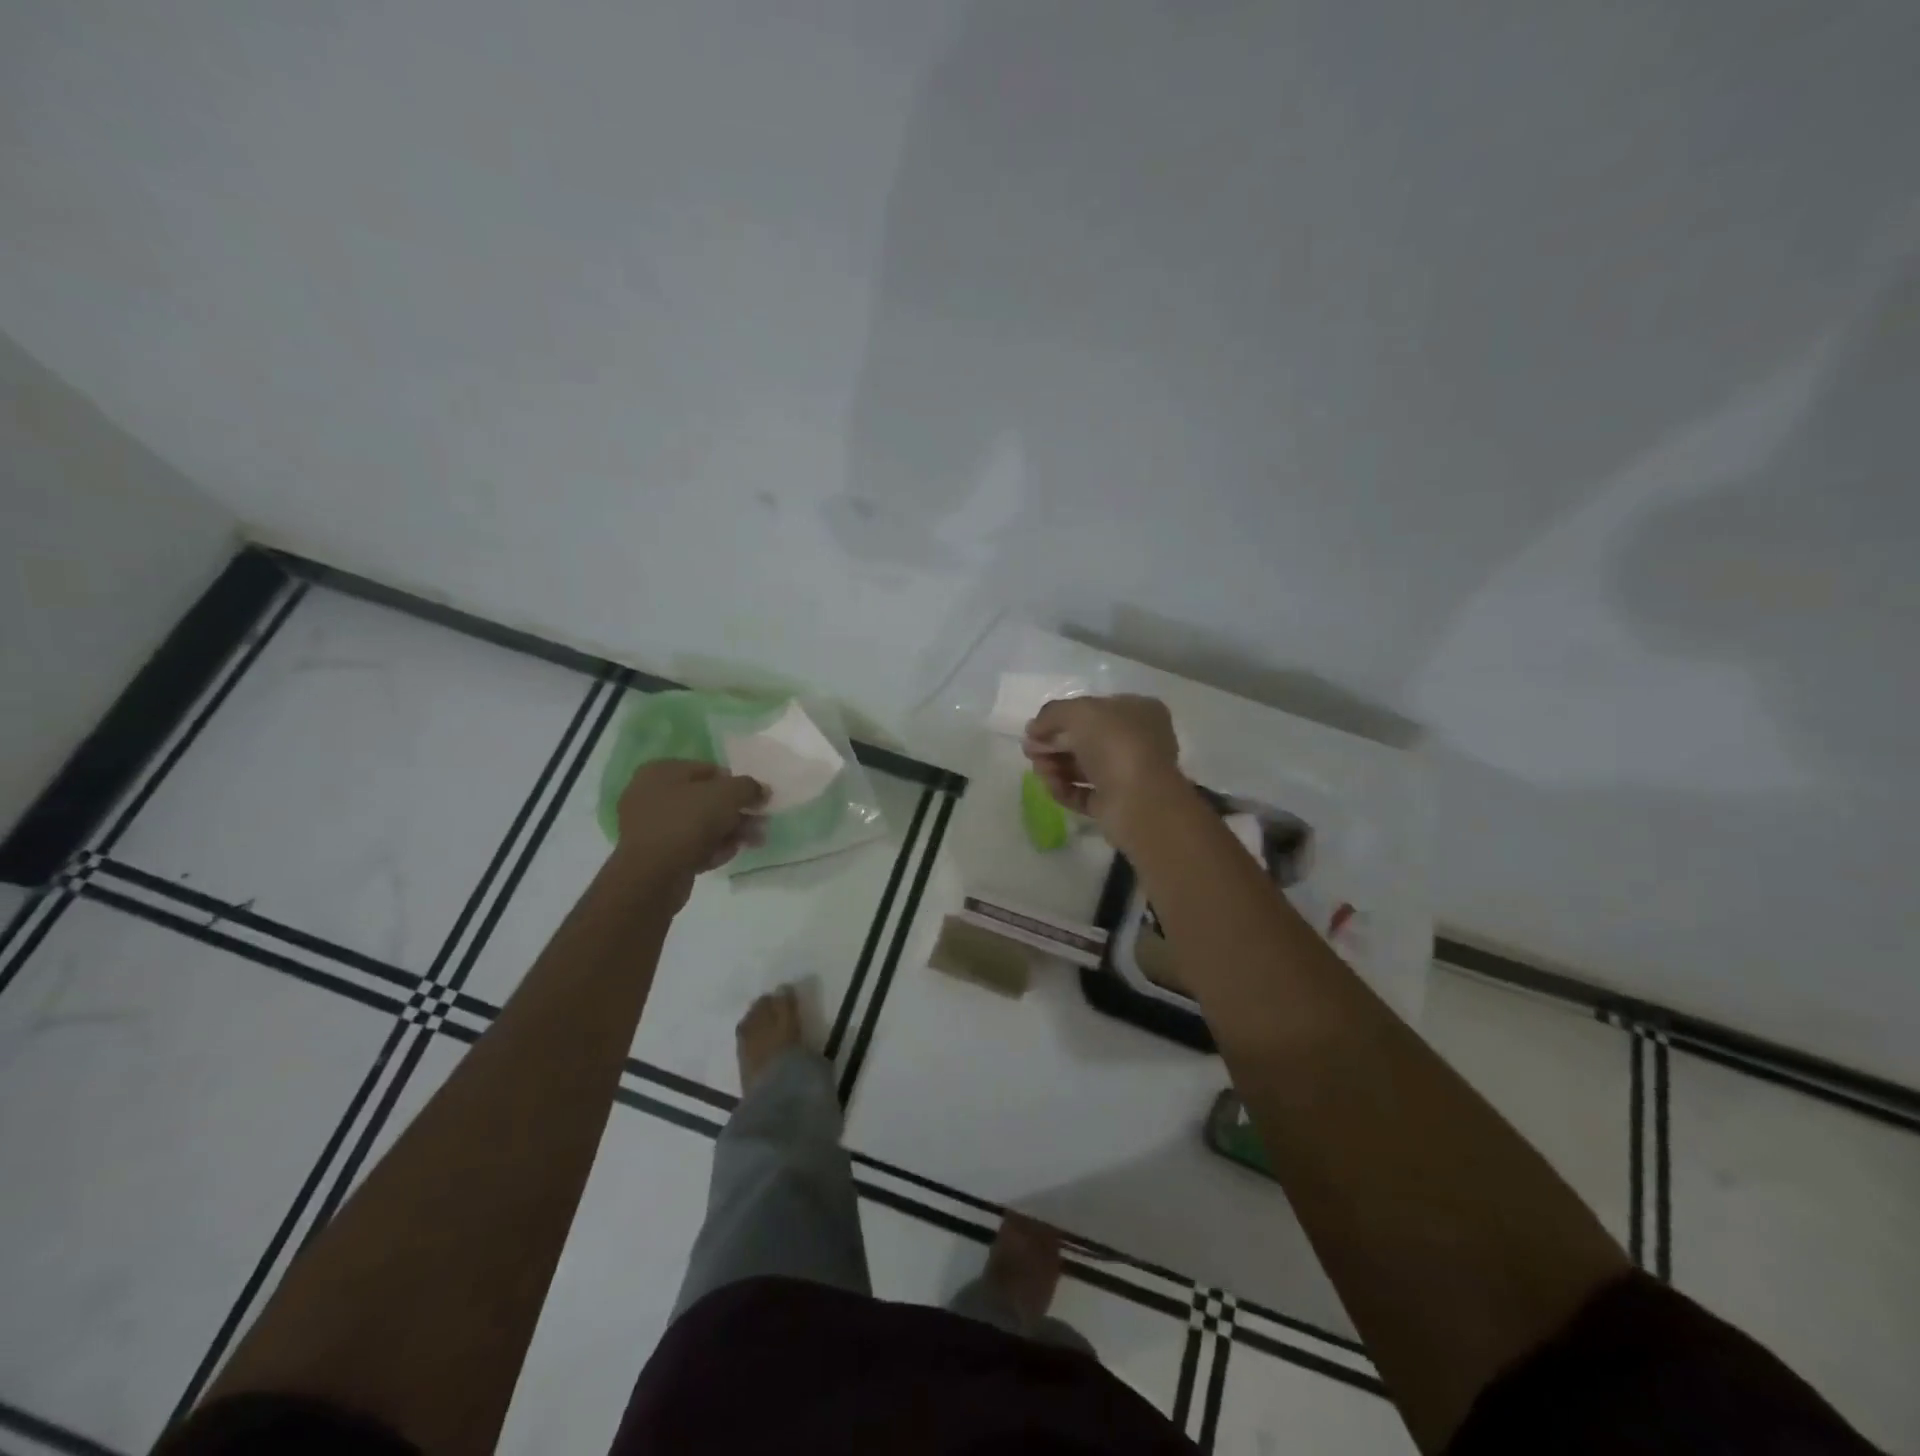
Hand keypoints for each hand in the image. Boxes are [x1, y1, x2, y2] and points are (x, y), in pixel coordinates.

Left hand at [614, 761, 766, 883]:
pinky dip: (711, 848)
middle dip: (737, 812)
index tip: (757, 801)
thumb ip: (749, 787)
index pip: (709, 770)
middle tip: (760, 824)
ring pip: (701, 824)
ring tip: (754, 842)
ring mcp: (652, 826)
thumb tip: (763, 790)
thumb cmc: (687, 822)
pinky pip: (690, 845)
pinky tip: (728, 855)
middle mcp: (651, 795)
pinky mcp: (656, 854)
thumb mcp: (727, 795)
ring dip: (730, 832)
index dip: (737, 785)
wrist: (651, 875)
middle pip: (707, 800)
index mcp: (662, 771)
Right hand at [1022, 694, 1183, 839]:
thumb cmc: (1115, 744)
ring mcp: (1127, 774)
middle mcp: (1137, 741)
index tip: (1035, 728)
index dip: (1062, 717)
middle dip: (1053, 743)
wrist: (1139, 801)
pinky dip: (1064, 789)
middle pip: (1085, 739)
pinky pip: (1084, 793)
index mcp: (1139, 712)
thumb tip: (1033, 729)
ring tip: (1039, 770)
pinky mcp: (1116, 804)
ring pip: (1082, 767)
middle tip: (1029, 751)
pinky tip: (1051, 786)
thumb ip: (1052, 714)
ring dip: (1055, 766)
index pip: (1094, 709)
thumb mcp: (1079, 712)